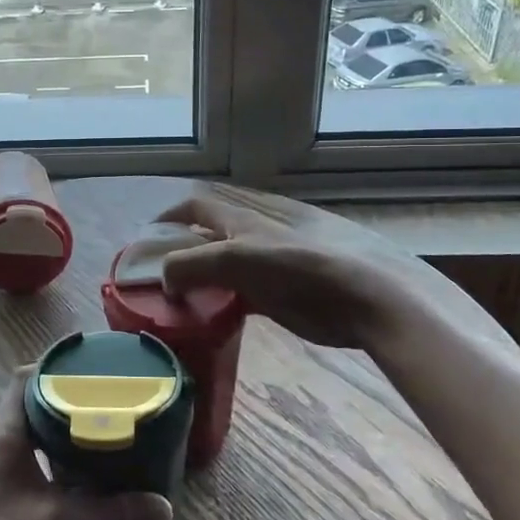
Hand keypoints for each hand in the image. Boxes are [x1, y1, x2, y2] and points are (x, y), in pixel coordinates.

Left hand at [0, 376, 172, 519]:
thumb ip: (109, 515)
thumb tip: (163, 507)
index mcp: (7, 434)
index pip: (25, 378)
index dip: (54, 363)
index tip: (89, 362)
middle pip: (32, 403)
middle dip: (68, 397)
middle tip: (108, 399)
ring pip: (30, 434)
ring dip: (60, 430)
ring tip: (100, 432)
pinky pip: (28, 459)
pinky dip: (52, 457)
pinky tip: (76, 477)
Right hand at [155, 195, 398, 350]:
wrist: (373, 298)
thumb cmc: (304, 270)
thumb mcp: (240, 259)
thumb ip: (195, 264)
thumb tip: (164, 277)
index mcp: (247, 217)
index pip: (198, 206)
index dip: (169, 217)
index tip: (146, 239)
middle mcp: (259, 232)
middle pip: (212, 232)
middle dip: (184, 247)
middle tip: (161, 273)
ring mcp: (276, 261)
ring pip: (227, 262)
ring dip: (203, 275)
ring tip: (182, 296)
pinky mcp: (289, 292)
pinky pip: (245, 290)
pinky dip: (225, 299)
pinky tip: (217, 314)